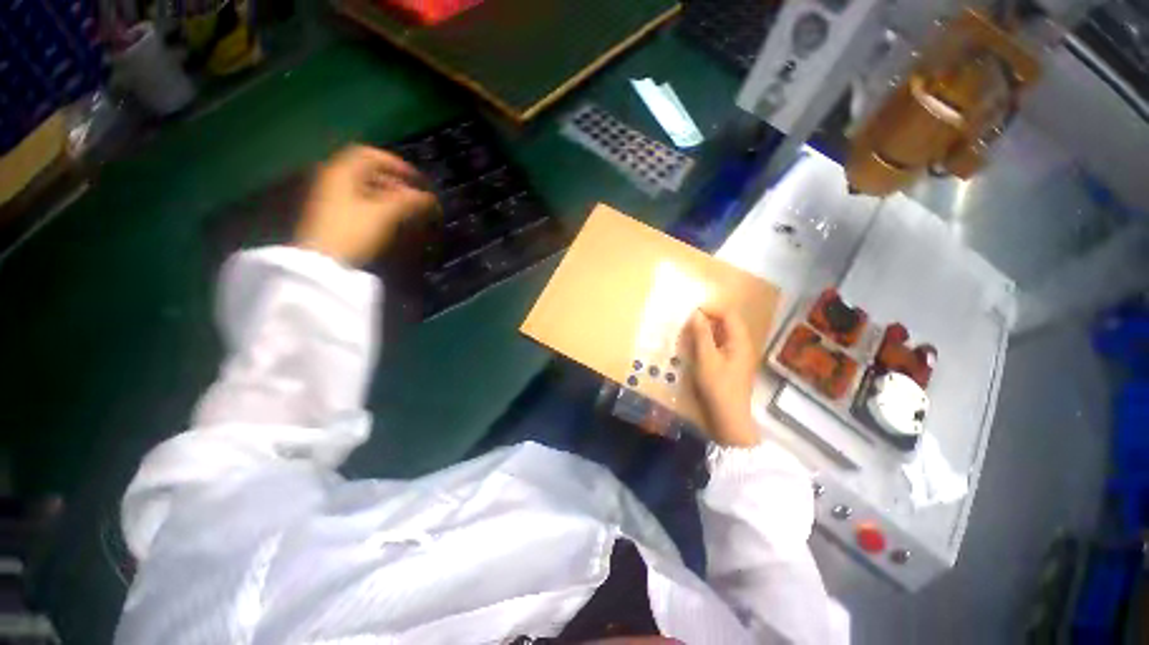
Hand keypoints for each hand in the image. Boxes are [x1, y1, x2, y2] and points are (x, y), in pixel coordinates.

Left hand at [294, 144, 437, 265]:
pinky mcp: (333, 214)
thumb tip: (430, 198)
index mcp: (343, 171)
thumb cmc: (354, 231)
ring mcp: (331, 197)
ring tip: (407, 210)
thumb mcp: (385, 214)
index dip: (397, 164)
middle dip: (395, 182)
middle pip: (368, 171)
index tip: (417, 180)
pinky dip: (378, 204)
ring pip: (364, 187)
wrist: (323, 262)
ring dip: (388, 194)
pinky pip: (359, 201)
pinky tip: (390, 219)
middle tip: (415, 197)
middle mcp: (334, 179)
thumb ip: (410, 201)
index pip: (371, 155)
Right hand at [683, 308, 760, 446]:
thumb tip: (697, 313)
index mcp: (740, 341)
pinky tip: (698, 347)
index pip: (729, 314)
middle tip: (689, 321)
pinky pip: (722, 345)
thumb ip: (702, 334)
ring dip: (708, 330)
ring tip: (690, 332)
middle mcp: (743, 345)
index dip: (712, 309)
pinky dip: (710, 341)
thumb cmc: (718, 386)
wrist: (729, 417)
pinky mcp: (733, 365)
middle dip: (709, 318)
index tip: (692, 311)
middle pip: (728, 323)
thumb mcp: (706, 358)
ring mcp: (739, 355)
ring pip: (724, 334)